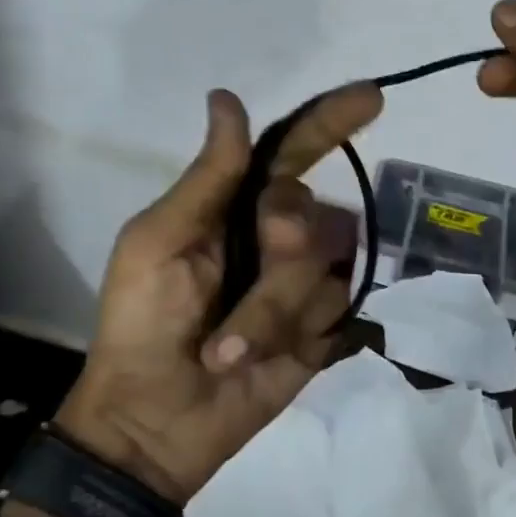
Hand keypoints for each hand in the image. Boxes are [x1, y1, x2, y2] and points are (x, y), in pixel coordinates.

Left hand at [49, 85, 382, 504]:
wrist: (154, 420)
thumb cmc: (142, 322)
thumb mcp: (158, 240)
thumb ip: (207, 175)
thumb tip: (227, 98)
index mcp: (236, 205)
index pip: (294, 149)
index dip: (332, 120)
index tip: (373, 96)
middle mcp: (278, 234)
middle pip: (312, 212)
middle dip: (278, 250)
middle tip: (235, 282)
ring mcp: (304, 282)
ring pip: (326, 268)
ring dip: (271, 311)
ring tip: (227, 349)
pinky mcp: (323, 329)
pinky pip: (336, 311)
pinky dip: (295, 337)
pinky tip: (266, 360)